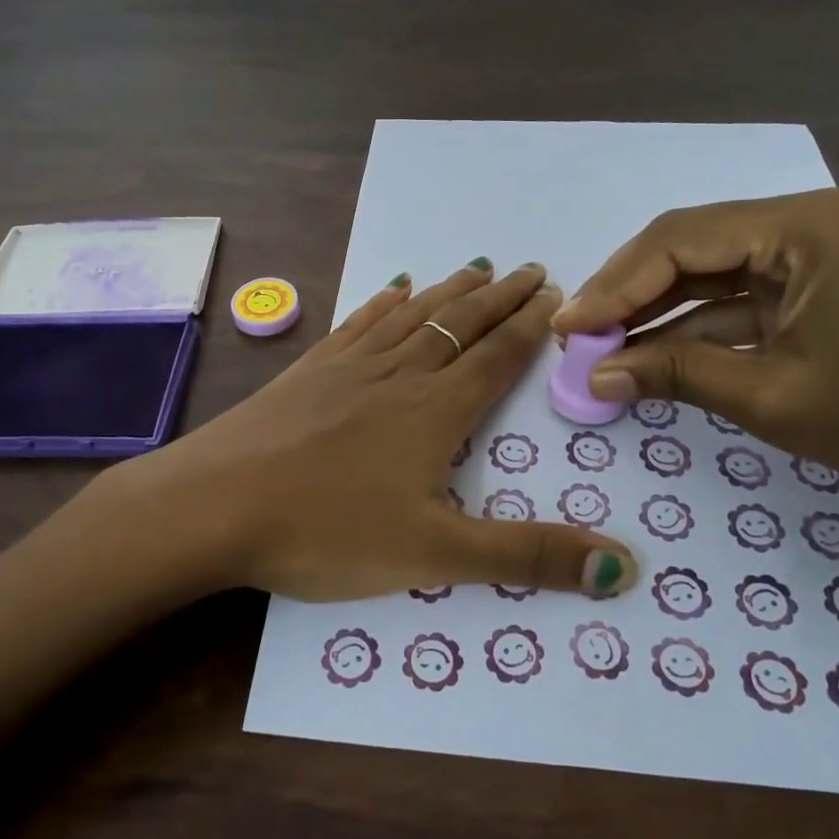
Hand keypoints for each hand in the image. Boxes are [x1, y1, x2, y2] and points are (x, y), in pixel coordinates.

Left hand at [93, 261, 636, 599]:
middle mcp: (398, 376)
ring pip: (412, 317)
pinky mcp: (307, 372)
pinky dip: (382, 304)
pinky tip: (391, 289)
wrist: (214, 504)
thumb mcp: (436, 556)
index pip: (497, 358)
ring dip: (448, 293)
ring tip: (475, 268)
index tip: (554, 294)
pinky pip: (357, 325)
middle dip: (499, 298)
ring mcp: (348, 368)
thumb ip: (528, 557)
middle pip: (460, 325)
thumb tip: (625, 570)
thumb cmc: (327, 531)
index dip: (529, 327)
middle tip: (529, 269)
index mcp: (435, 412)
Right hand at [552, 189, 838, 502]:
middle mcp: (803, 222)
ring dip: (655, 310)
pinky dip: (693, 326)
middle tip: (578, 336)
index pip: (679, 240)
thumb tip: (595, 376)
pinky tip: (651, 353)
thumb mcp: (772, 396)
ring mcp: (811, 254)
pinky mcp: (814, 286)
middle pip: (688, 247)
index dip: (614, 284)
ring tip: (601, 346)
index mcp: (801, 227)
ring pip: (707, 272)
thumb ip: (675, 374)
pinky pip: (737, 297)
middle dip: (628, 293)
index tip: (569, 327)